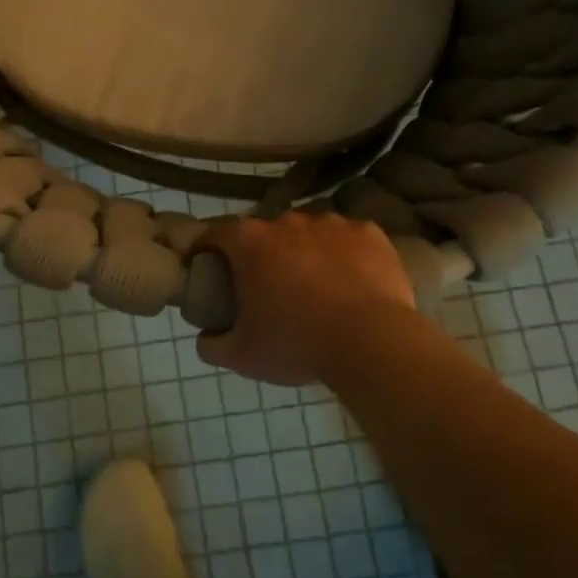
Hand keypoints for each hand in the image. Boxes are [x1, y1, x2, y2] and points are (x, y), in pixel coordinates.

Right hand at [194, 212, 422, 387]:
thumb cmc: (297, 344)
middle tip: (268, 287)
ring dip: (305, 253)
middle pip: (264, 233)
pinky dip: (345, 255)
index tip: (208, 268)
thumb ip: (213, 344)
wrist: (372, 344)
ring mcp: (330, 223)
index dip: (206, 250)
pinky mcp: (368, 232)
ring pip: (308, 233)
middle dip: (262, 255)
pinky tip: (352, 283)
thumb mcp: (242, 356)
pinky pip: (348, 240)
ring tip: (316, 287)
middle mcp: (286, 221)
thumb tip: (205, 337)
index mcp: (249, 241)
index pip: (214, 235)